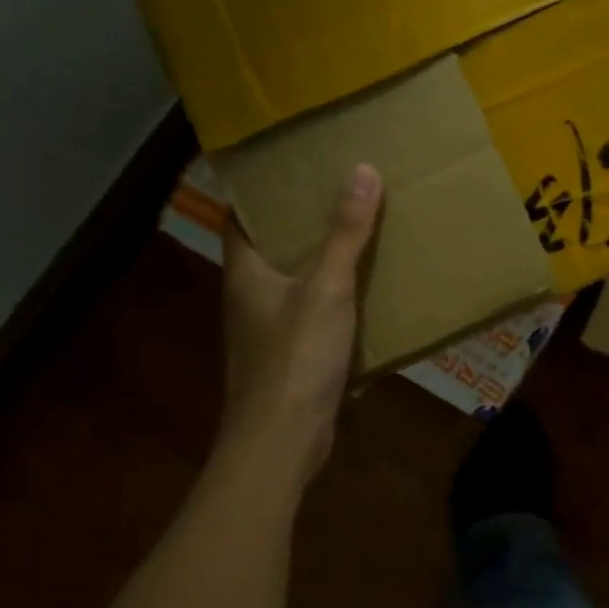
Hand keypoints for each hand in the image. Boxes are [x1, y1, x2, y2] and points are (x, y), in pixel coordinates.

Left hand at [215, 164, 382, 480]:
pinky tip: (368, 291)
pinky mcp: (292, 357)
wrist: (283, 440)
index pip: (240, 218)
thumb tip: (362, 170)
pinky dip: (336, 299)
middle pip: (271, 248)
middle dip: (302, 222)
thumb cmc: (295, 357)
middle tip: (341, 191)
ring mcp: (269, 330)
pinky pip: (314, 314)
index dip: (260, 192)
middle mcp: (250, 297)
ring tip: (361, 231)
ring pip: (295, 282)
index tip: (293, 167)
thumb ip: (345, 234)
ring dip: (322, 261)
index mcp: (245, 274)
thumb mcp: (326, 288)